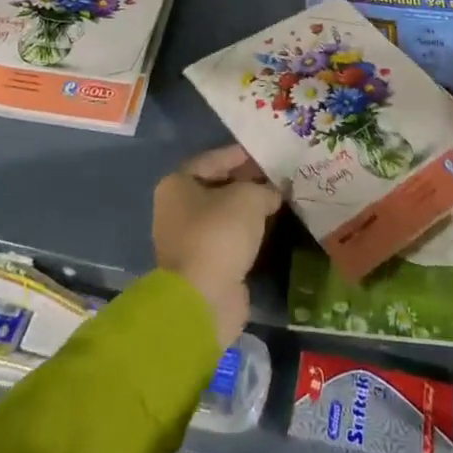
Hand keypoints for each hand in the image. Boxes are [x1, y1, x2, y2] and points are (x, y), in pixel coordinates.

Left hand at [153, 145, 282, 346]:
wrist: (204, 298)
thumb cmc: (219, 234)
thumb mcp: (249, 198)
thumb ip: (264, 189)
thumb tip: (273, 192)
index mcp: (177, 185)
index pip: (211, 160)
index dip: (239, 155)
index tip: (264, 154)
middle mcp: (175, 209)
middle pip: (215, 187)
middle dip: (245, 182)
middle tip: (275, 177)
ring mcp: (187, 240)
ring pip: (222, 215)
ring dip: (247, 209)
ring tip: (277, 200)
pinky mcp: (202, 266)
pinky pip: (227, 239)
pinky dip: (245, 233)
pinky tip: (268, 228)